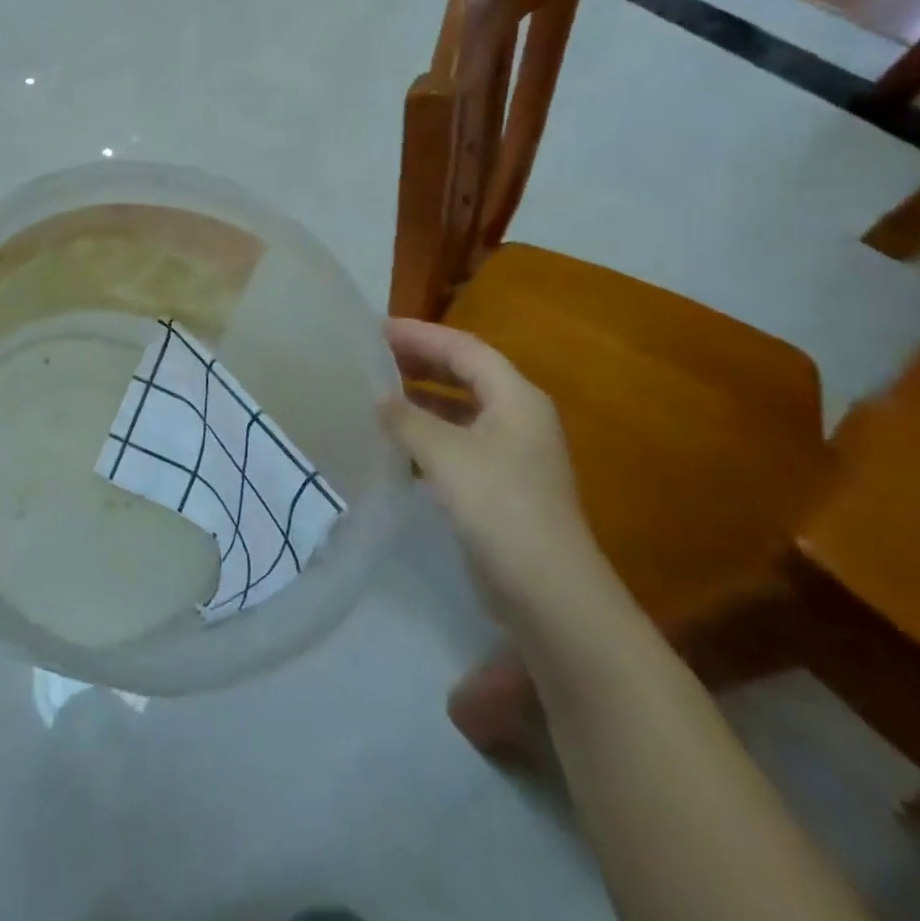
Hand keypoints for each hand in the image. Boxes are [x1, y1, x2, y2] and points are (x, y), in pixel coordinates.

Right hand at [380, 319, 612, 625]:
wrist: (547, 591)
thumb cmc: (499, 505)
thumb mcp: (444, 452)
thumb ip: (406, 418)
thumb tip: (379, 398)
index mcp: (516, 398)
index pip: (463, 348)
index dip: (419, 334)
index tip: (374, 329)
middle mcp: (518, 417)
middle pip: (465, 374)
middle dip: (419, 361)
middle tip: (372, 355)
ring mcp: (511, 453)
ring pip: (459, 408)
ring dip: (421, 397)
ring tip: (376, 391)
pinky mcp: (499, 484)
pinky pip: (457, 441)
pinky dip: (426, 432)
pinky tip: (395, 441)